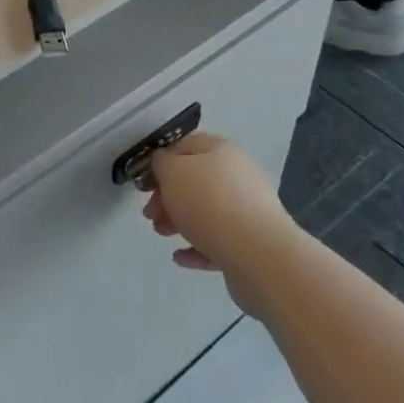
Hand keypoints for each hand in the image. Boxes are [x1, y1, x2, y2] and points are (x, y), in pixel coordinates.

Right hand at [142, 133, 290, 315]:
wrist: (260, 256)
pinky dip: (196, 246)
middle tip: (150, 214)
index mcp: (220, 150)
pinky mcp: (250, 244)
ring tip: (162, 234)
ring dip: (178, 221)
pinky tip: (179, 256)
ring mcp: (247, 211)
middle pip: (193, 181)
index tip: (143, 183)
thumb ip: (160, 162)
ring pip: (204, 211)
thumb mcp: (172, 171)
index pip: (183, 145)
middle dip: (166, 197)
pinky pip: (216, 241)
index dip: (159, 161)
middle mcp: (237, 175)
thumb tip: (164, 165)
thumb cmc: (209, 203)